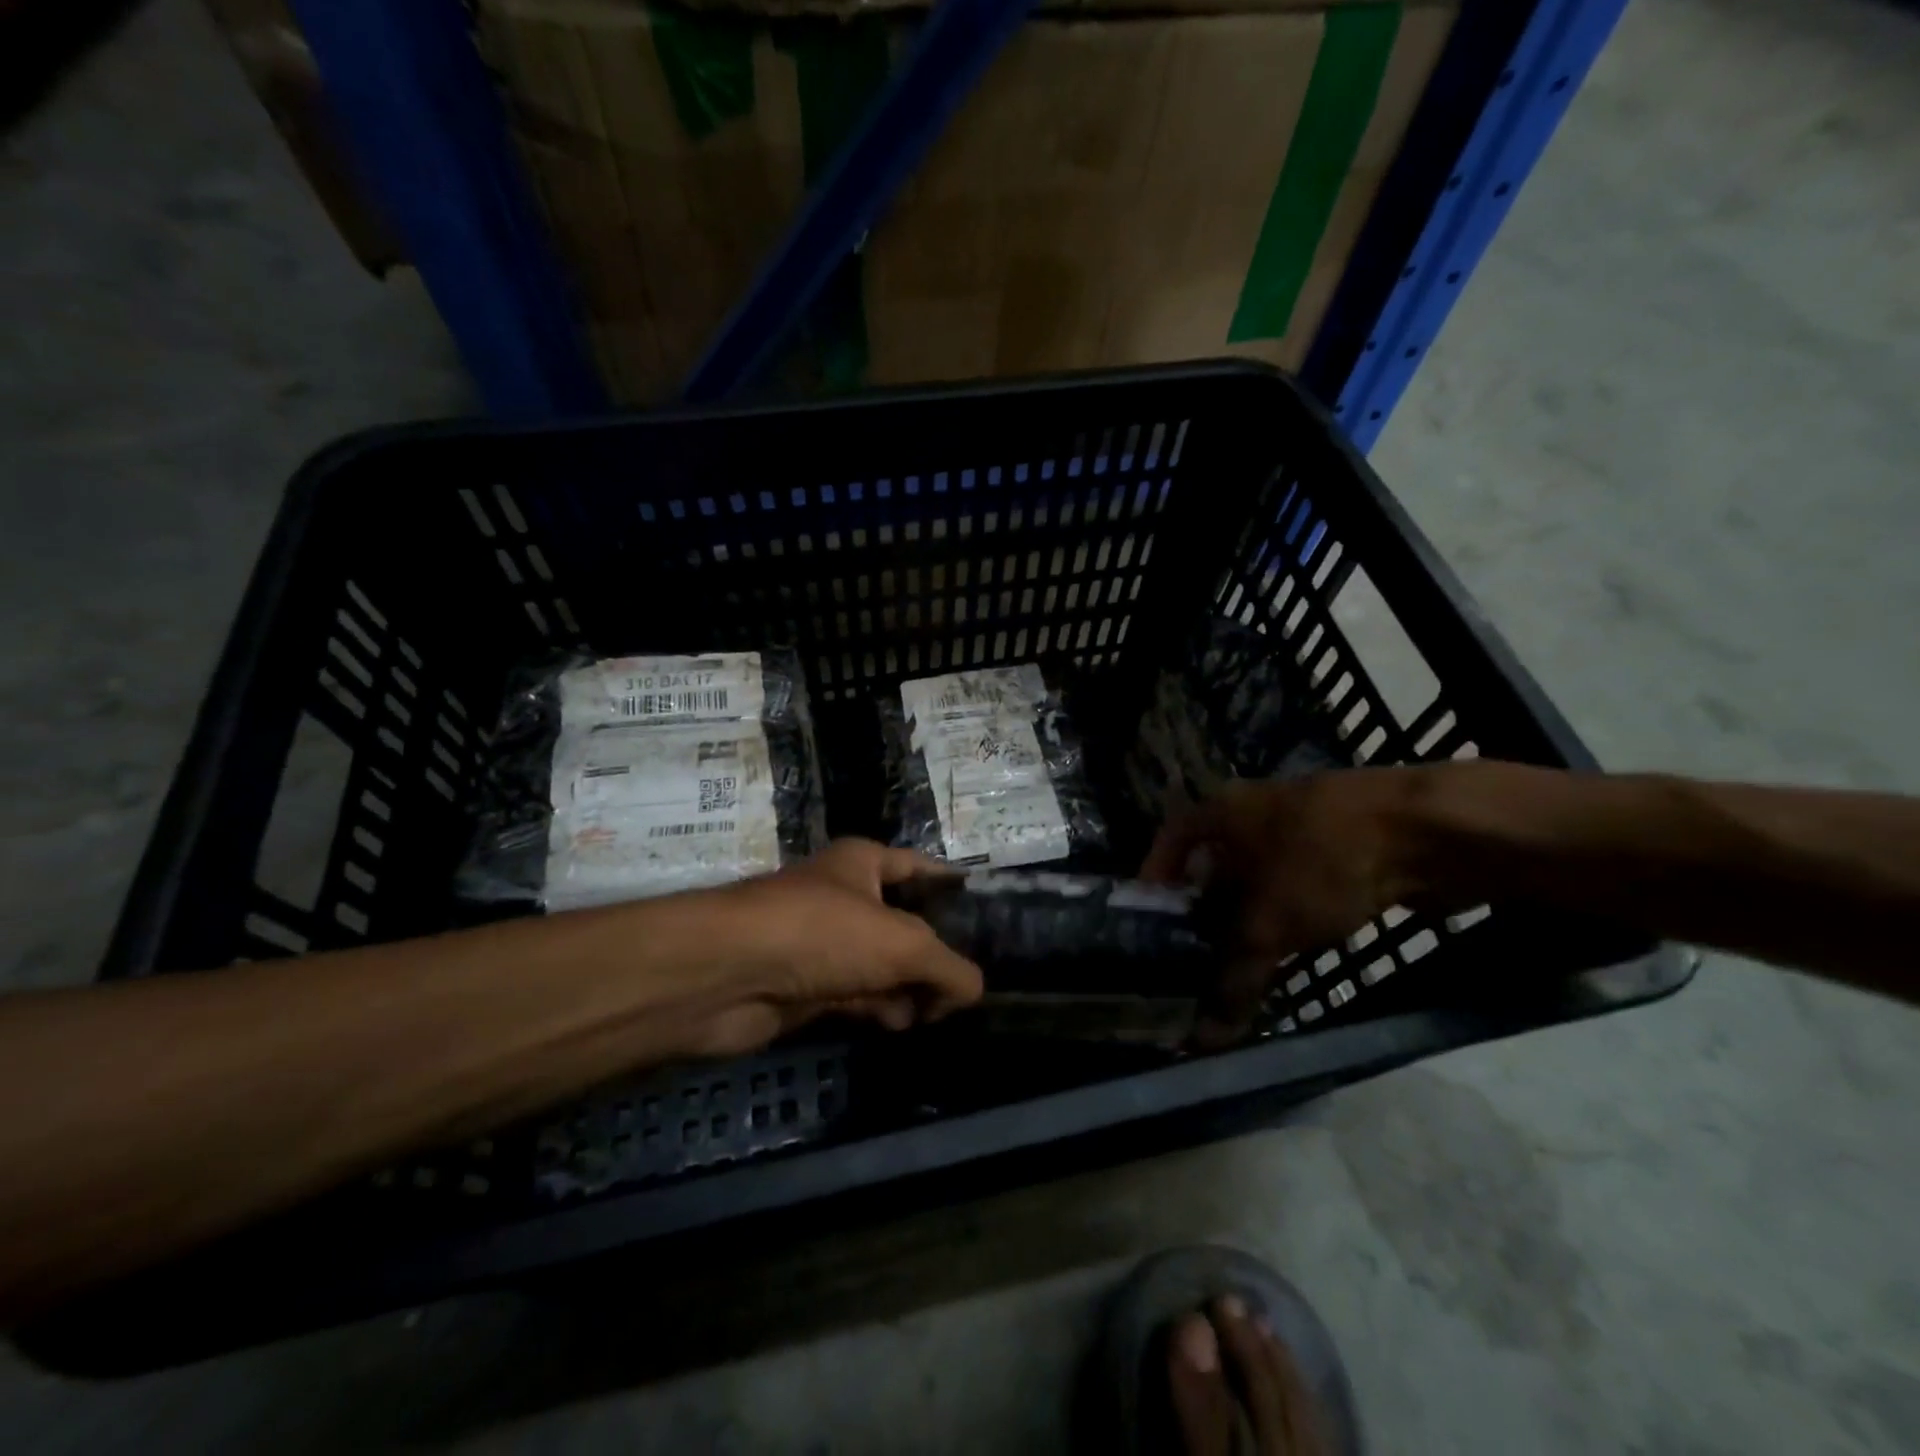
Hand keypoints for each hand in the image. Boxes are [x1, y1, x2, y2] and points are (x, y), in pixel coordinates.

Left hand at [680, 839, 982, 1057]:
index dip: (952, 886)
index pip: (920, 869)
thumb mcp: (903, 943)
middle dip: (935, 952)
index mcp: (864, 863)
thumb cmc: (823, 932)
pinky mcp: (808, 986)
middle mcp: (845, 897)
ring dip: (910, 987)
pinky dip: (882, 1008)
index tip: (985, 912)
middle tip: (967, 983)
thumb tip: (972, 991)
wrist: (729, 974)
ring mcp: (825, 943)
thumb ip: (950, 967)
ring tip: (937, 1012)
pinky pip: (858, 995)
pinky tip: (904, 1025)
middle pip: (905, 923)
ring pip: (882, 964)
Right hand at [1141, 771, 1423, 1042]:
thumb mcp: (1270, 924)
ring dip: (1250, 916)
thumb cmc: (1324, 860)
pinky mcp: (1345, 846)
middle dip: (1205, 908)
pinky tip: (1294, 948)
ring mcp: (1304, 825)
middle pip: (1215, 862)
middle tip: (1194, 955)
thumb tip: (1202, 1041)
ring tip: (1241, 962)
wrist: (1431, 830)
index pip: (1170, 838)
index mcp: (1222, 809)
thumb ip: (1234, 980)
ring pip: (1260, 876)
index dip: (1156, 876)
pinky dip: (1290, 913)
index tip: (1151, 921)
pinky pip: (1299, 883)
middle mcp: (1255, 810)